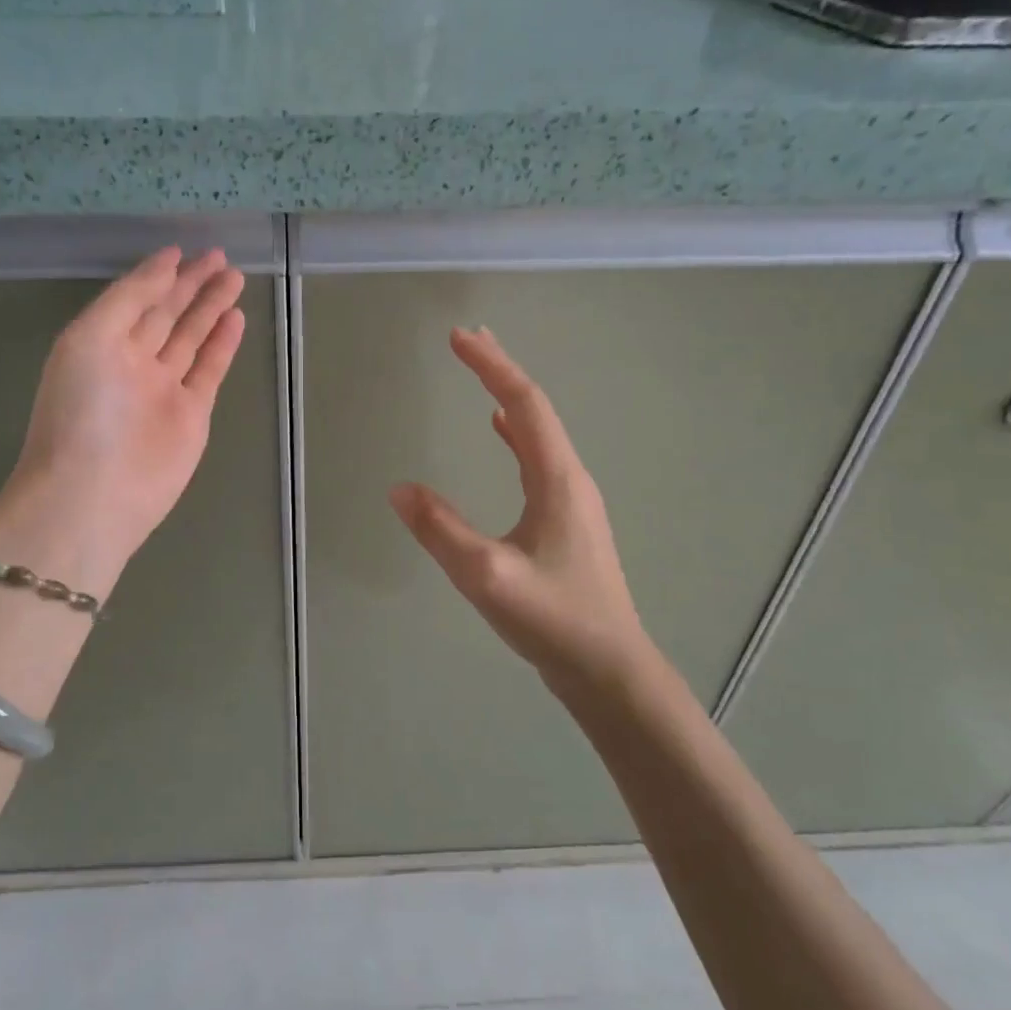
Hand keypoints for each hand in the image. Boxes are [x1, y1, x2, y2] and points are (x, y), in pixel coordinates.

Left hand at [2, 246, 245, 568]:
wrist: (96, 492)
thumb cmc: (84, 410)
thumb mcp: (92, 337)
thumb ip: (130, 297)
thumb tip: (166, 263)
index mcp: (100, 342)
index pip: (135, 299)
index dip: (158, 274)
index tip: (183, 250)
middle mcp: (131, 362)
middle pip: (167, 315)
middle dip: (192, 285)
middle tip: (220, 257)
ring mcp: (164, 389)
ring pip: (191, 338)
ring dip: (211, 308)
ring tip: (234, 277)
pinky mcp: (192, 414)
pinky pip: (209, 370)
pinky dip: (222, 344)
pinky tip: (235, 317)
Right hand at [389, 327, 659, 698]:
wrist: (610, 671)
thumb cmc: (555, 620)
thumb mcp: (488, 576)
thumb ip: (442, 531)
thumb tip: (399, 489)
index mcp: (557, 479)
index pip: (522, 404)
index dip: (491, 366)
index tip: (459, 337)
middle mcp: (570, 479)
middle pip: (534, 409)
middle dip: (501, 371)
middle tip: (469, 341)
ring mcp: (572, 500)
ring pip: (538, 433)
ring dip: (509, 399)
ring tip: (482, 376)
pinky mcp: (567, 522)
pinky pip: (538, 459)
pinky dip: (515, 434)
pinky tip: (501, 436)